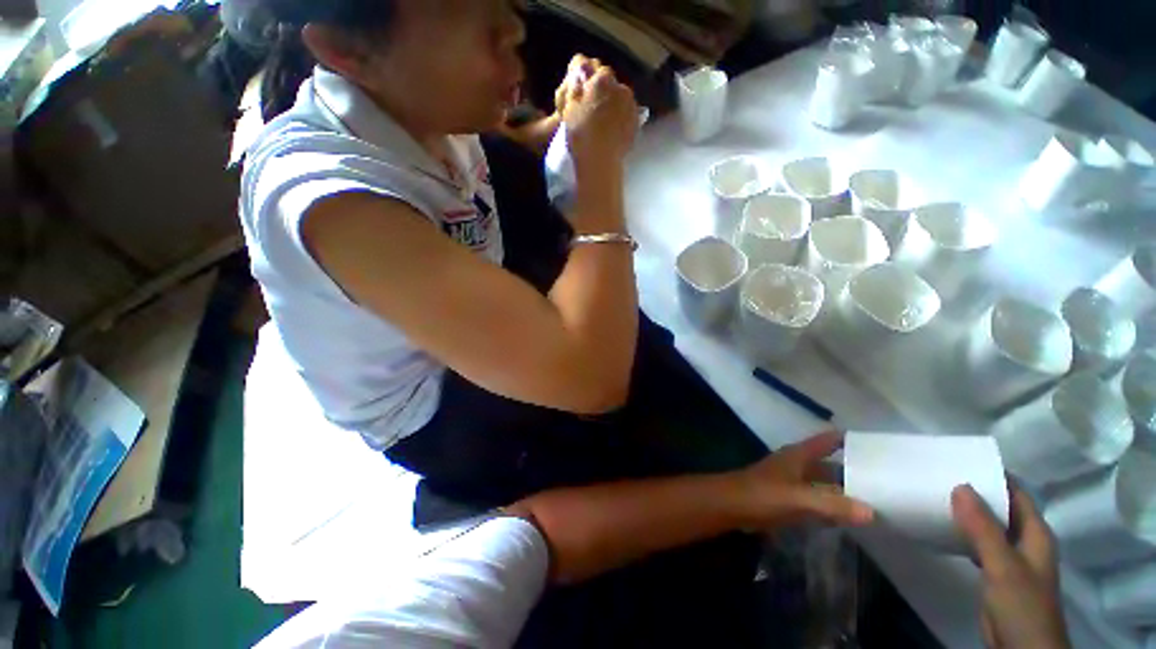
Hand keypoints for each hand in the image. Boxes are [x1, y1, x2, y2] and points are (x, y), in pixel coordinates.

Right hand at [560, 60, 638, 175]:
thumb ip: (576, 87)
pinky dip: (620, 120)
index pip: (595, 70)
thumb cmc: (581, 134)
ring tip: (603, 124)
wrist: (600, 161)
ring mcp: (632, 106)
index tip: (582, 94)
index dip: (588, 81)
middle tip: (592, 111)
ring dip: (613, 106)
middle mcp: (621, 88)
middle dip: (602, 93)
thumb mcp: (569, 107)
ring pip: (620, 100)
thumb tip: (580, 72)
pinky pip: (627, 115)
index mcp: (603, 79)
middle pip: (610, 85)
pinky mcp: (636, 123)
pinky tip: (612, 132)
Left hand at [736, 432, 873, 529]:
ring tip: (879, 501)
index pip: (829, 440)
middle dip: (855, 470)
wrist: (731, 506)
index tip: (881, 448)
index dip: (852, 440)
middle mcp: (798, 464)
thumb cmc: (762, 495)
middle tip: (889, 481)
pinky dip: (832, 505)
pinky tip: (850, 517)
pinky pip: (817, 499)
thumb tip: (871, 512)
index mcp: (799, 455)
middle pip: (831, 463)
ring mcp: (793, 481)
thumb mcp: (798, 498)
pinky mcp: (788, 499)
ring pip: (825, 482)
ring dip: (845, 490)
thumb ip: (832, 504)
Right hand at [952, 484, 1070, 648]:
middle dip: (978, 494)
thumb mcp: (1003, 565)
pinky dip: (965, 535)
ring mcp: (1012, 560)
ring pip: (990, 528)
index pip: (1018, 494)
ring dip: (970, 515)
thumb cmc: (1022, 603)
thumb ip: (983, 528)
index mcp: (1035, 534)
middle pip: (1003, 510)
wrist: (1022, 648)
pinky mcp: (997, 575)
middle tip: (943, 477)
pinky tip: (946, 532)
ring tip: (938, 498)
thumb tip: (960, 485)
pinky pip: (981, 546)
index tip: (963, 461)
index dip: (996, 476)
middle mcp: (1026, 542)